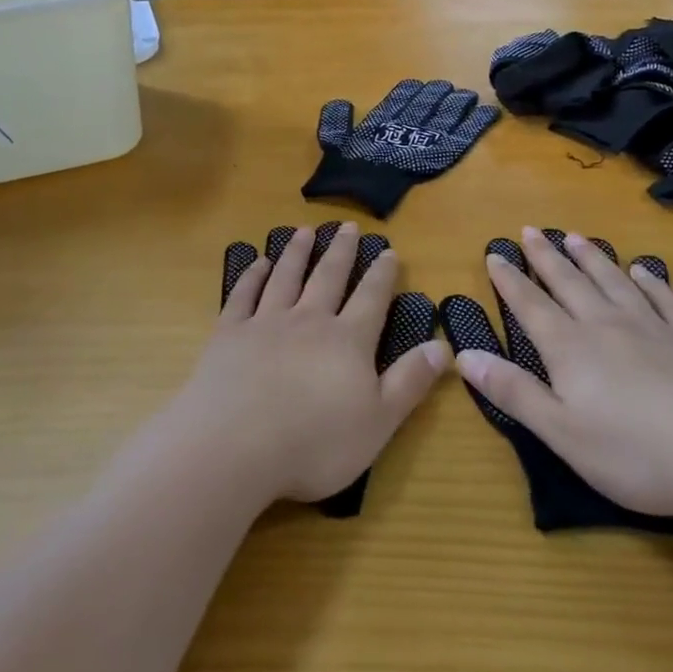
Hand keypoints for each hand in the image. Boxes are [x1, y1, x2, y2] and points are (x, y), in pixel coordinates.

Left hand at [175, 224, 447, 503]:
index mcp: (347, 341)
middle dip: (342, 251)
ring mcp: (265, 323)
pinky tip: (257, 263)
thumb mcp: (379, 421)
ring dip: (297, 253)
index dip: (382, 274)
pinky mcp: (229, 333)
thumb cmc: (315, 443)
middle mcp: (308, 320)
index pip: (371, 298)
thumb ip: (410, 381)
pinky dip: (252, 276)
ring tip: (305, 231)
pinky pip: (244, 295)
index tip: (389, 251)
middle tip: (348, 226)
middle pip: (328, 277)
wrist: (235, 446)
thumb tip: (443, 346)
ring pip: (286, 277)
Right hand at [454, 227, 672, 518]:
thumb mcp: (562, 432)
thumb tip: (464, 356)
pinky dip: (651, 281)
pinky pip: (665, 299)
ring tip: (575, 236)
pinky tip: (645, 270)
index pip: (531, 306)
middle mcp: (607, 326)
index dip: (510, 281)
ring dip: (592, 258)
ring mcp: (653, 329)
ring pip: (614, 282)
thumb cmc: (637, 452)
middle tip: (530, 230)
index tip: (495, 254)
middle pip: (569, 283)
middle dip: (546, 257)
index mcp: (571, 349)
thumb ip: (513, 392)